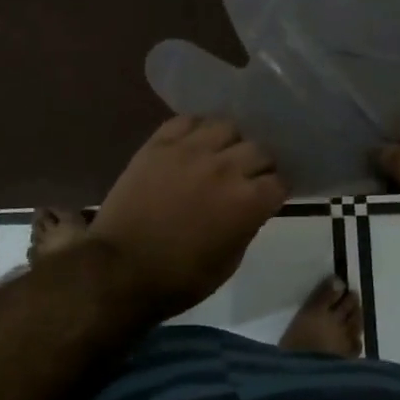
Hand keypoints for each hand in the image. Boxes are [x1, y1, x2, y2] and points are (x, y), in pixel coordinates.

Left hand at [91, 116, 287, 316]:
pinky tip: (193, 143)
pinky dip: (196, 129)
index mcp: (247, 201)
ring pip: (226, 126)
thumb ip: (247, 226)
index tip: (269, 196)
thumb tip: (252, 206)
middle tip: (247, 176)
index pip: (279, 181)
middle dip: (259, 164)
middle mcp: (225, 167)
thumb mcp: (228, 262)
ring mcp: (190, 150)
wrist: (119, 270)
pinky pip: (187, 120)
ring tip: (220, 154)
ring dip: (229, 142)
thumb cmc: (179, 278)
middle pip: (259, 149)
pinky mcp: (160, 143)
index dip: (276, 190)